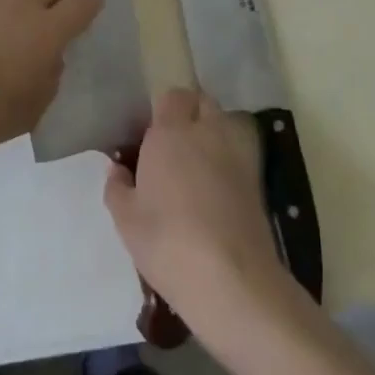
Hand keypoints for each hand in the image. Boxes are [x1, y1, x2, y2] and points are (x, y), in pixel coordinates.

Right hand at [103, 89, 296, 335]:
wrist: (231, 278)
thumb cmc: (167, 241)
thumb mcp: (126, 219)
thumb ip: (117, 187)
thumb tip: (117, 169)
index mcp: (170, 133)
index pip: (172, 96)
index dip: (163, 109)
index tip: (151, 132)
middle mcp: (206, 131)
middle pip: (203, 102)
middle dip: (190, 112)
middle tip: (174, 142)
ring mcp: (237, 153)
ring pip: (225, 123)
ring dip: (213, 131)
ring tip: (197, 162)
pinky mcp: (258, 179)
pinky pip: (240, 152)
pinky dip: (229, 158)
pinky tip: (217, 186)